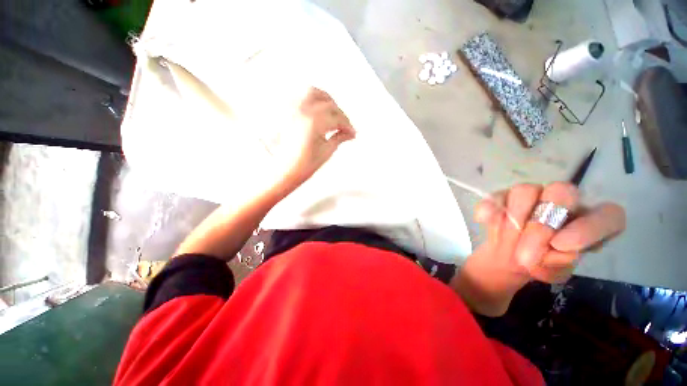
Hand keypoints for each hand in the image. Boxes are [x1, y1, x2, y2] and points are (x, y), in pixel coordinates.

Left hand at [274, 87, 355, 187]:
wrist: (283, 171)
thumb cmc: (302, 166)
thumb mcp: (326, 152)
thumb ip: (339, 138)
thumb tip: (349, 133)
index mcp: (314, 122)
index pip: (337, 119)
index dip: (348, 126)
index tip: (352, 132)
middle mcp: (302, 111)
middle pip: (328, 104)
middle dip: (340, 114)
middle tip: (345, 125)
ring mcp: (291, 109)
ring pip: (313, 92)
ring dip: (326, 99)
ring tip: (333, 112)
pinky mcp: (284, 111)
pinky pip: (299, 95)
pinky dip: (311, 98)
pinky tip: (316, 107)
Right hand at [454, 182, 625, 315]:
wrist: (509, 256)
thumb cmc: (541, 264)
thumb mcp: (555, 271)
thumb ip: (561, 261)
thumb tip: (556, 244)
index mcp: (587, 221)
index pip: (608, 215)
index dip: (588, 228)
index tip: (560, 245)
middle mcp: (562, 201)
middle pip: (562, 191)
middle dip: (541, 223)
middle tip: (525, 253)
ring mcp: (531, 196)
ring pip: (525, 191)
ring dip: (514, 217)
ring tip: (506, 241)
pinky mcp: (502, 198)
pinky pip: (494, 197)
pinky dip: (489, 208)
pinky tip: (483, 220)